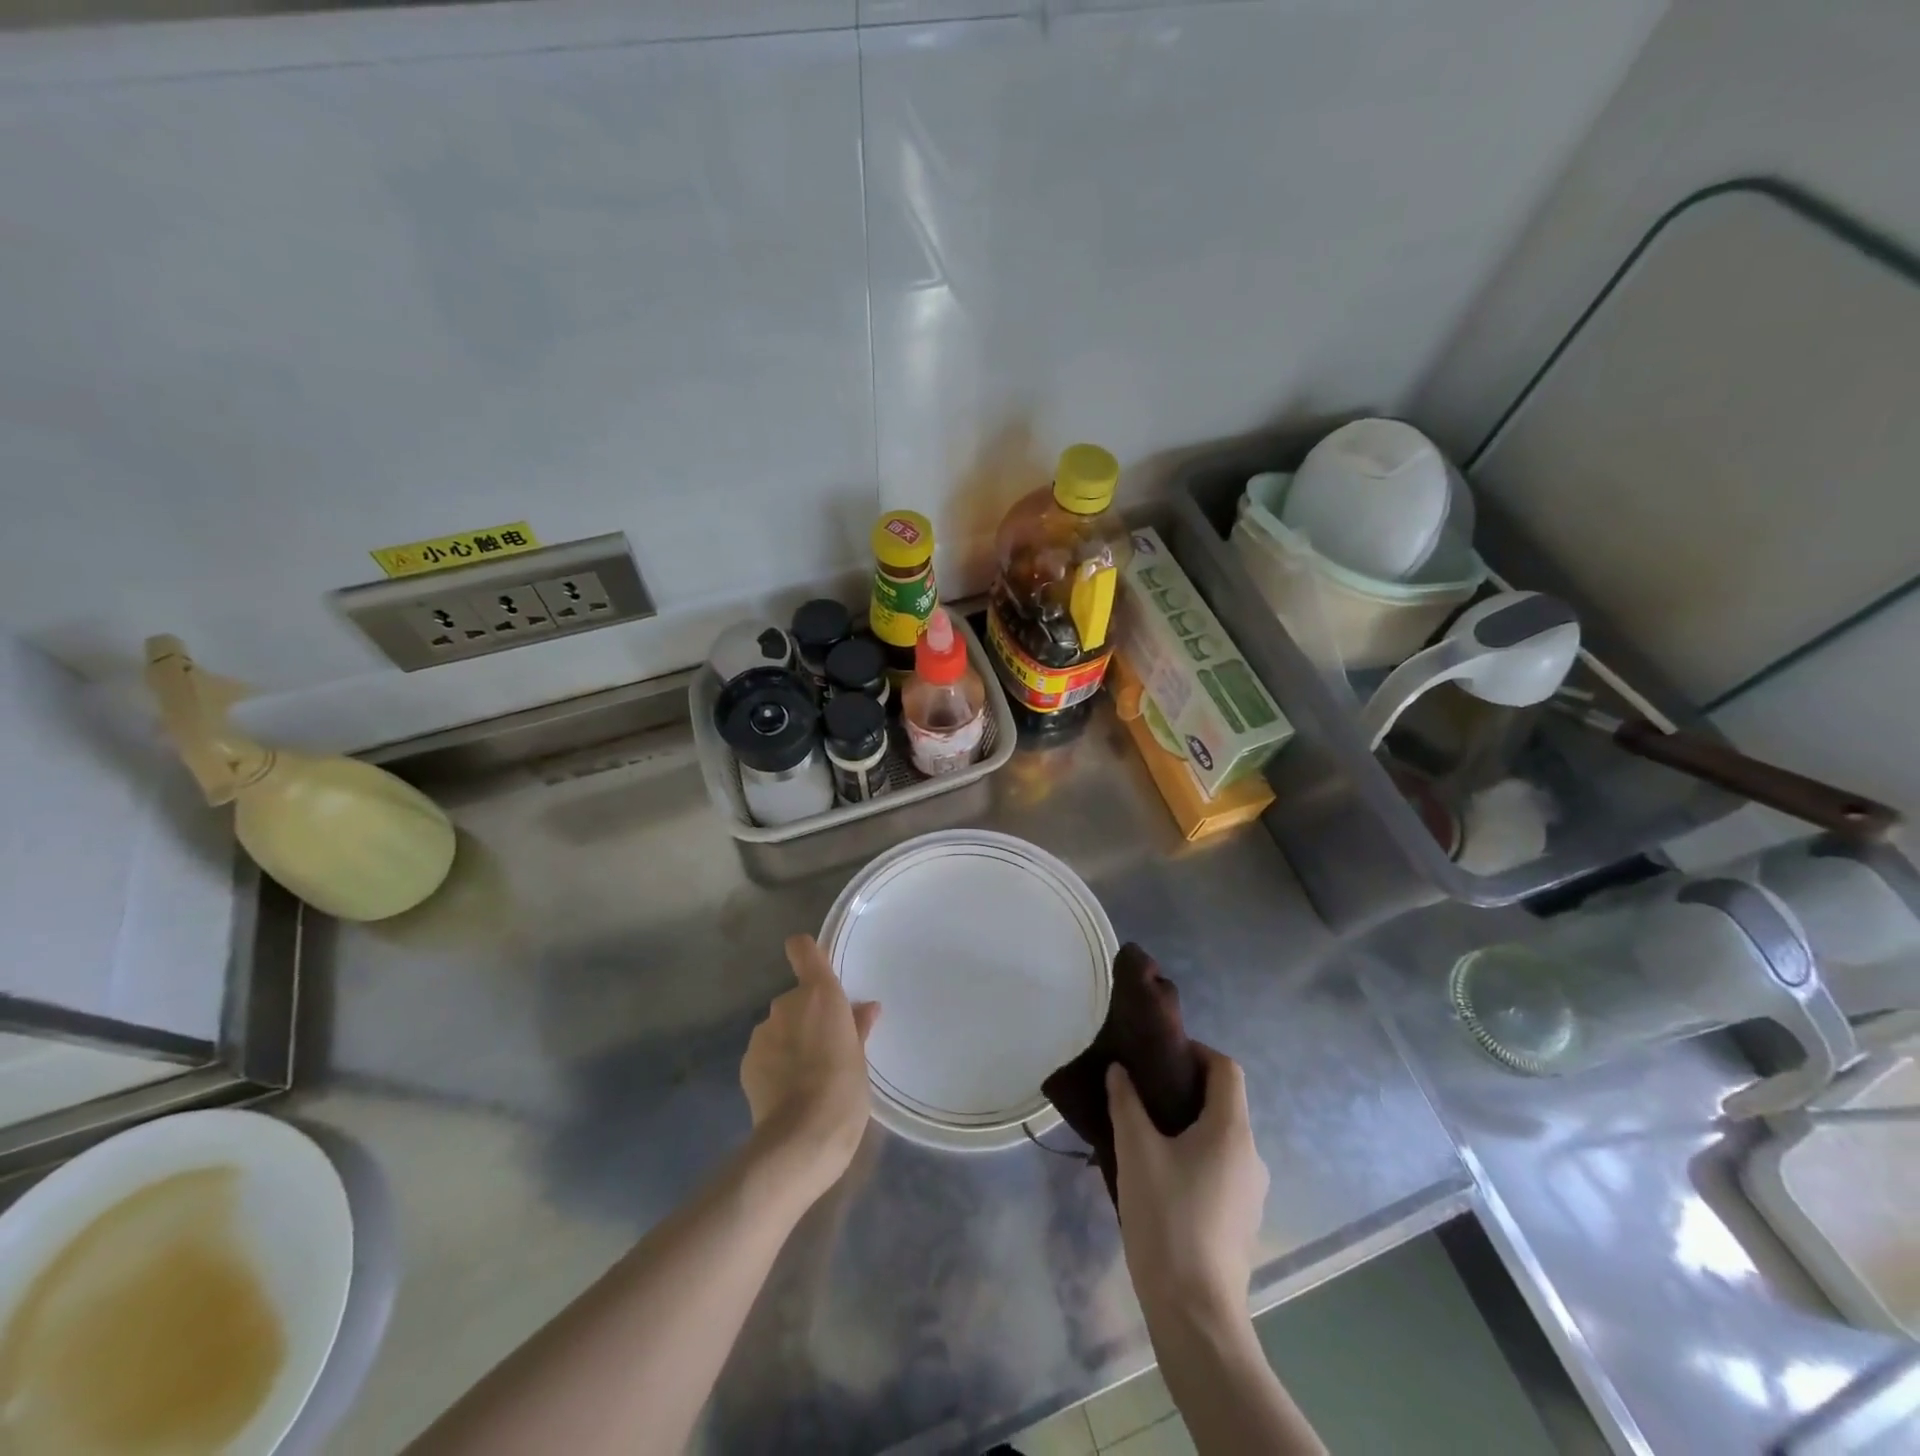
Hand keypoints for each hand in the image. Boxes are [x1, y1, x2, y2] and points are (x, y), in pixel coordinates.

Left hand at [740, 934, 879, 1204]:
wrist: (801, 1139)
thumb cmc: (844, 1090)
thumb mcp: (860, 1057)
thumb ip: (858, 1027)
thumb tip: (865, 1008)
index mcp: (820, 994)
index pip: (803, 949)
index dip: (807, 953)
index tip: (816, 968)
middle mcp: (786, 1004)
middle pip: (795, 998)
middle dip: (806, 1016)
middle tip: (825, 1046)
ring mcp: (762, 1033)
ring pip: (779, 1027)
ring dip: (790, 1040)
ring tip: (806, 1074)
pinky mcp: (747, 1062)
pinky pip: (766, 1052)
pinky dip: (775, 1063)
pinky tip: (788, 1091)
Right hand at [1108, 1046, 1268, 1325]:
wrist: (1196, 1313)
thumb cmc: (1167, 1218)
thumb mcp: (1136, 1152)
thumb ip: (1126, 1103)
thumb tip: (1119, 1070)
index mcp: (1232, 1130)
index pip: (1226, 1069)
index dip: (1196, 1052)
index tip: (1160, 1055)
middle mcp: (1251, 1154)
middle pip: (1224, 1103)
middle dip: (1185, 1089)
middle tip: (1143, 1092)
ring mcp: (1251, 1192)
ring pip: (1221, 1139)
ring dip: (1188, 1126)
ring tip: (1145, 1133)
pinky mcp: (1242, 1220)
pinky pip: (1220, 1169)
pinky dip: (1195, 1157)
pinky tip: (1161, 1177)